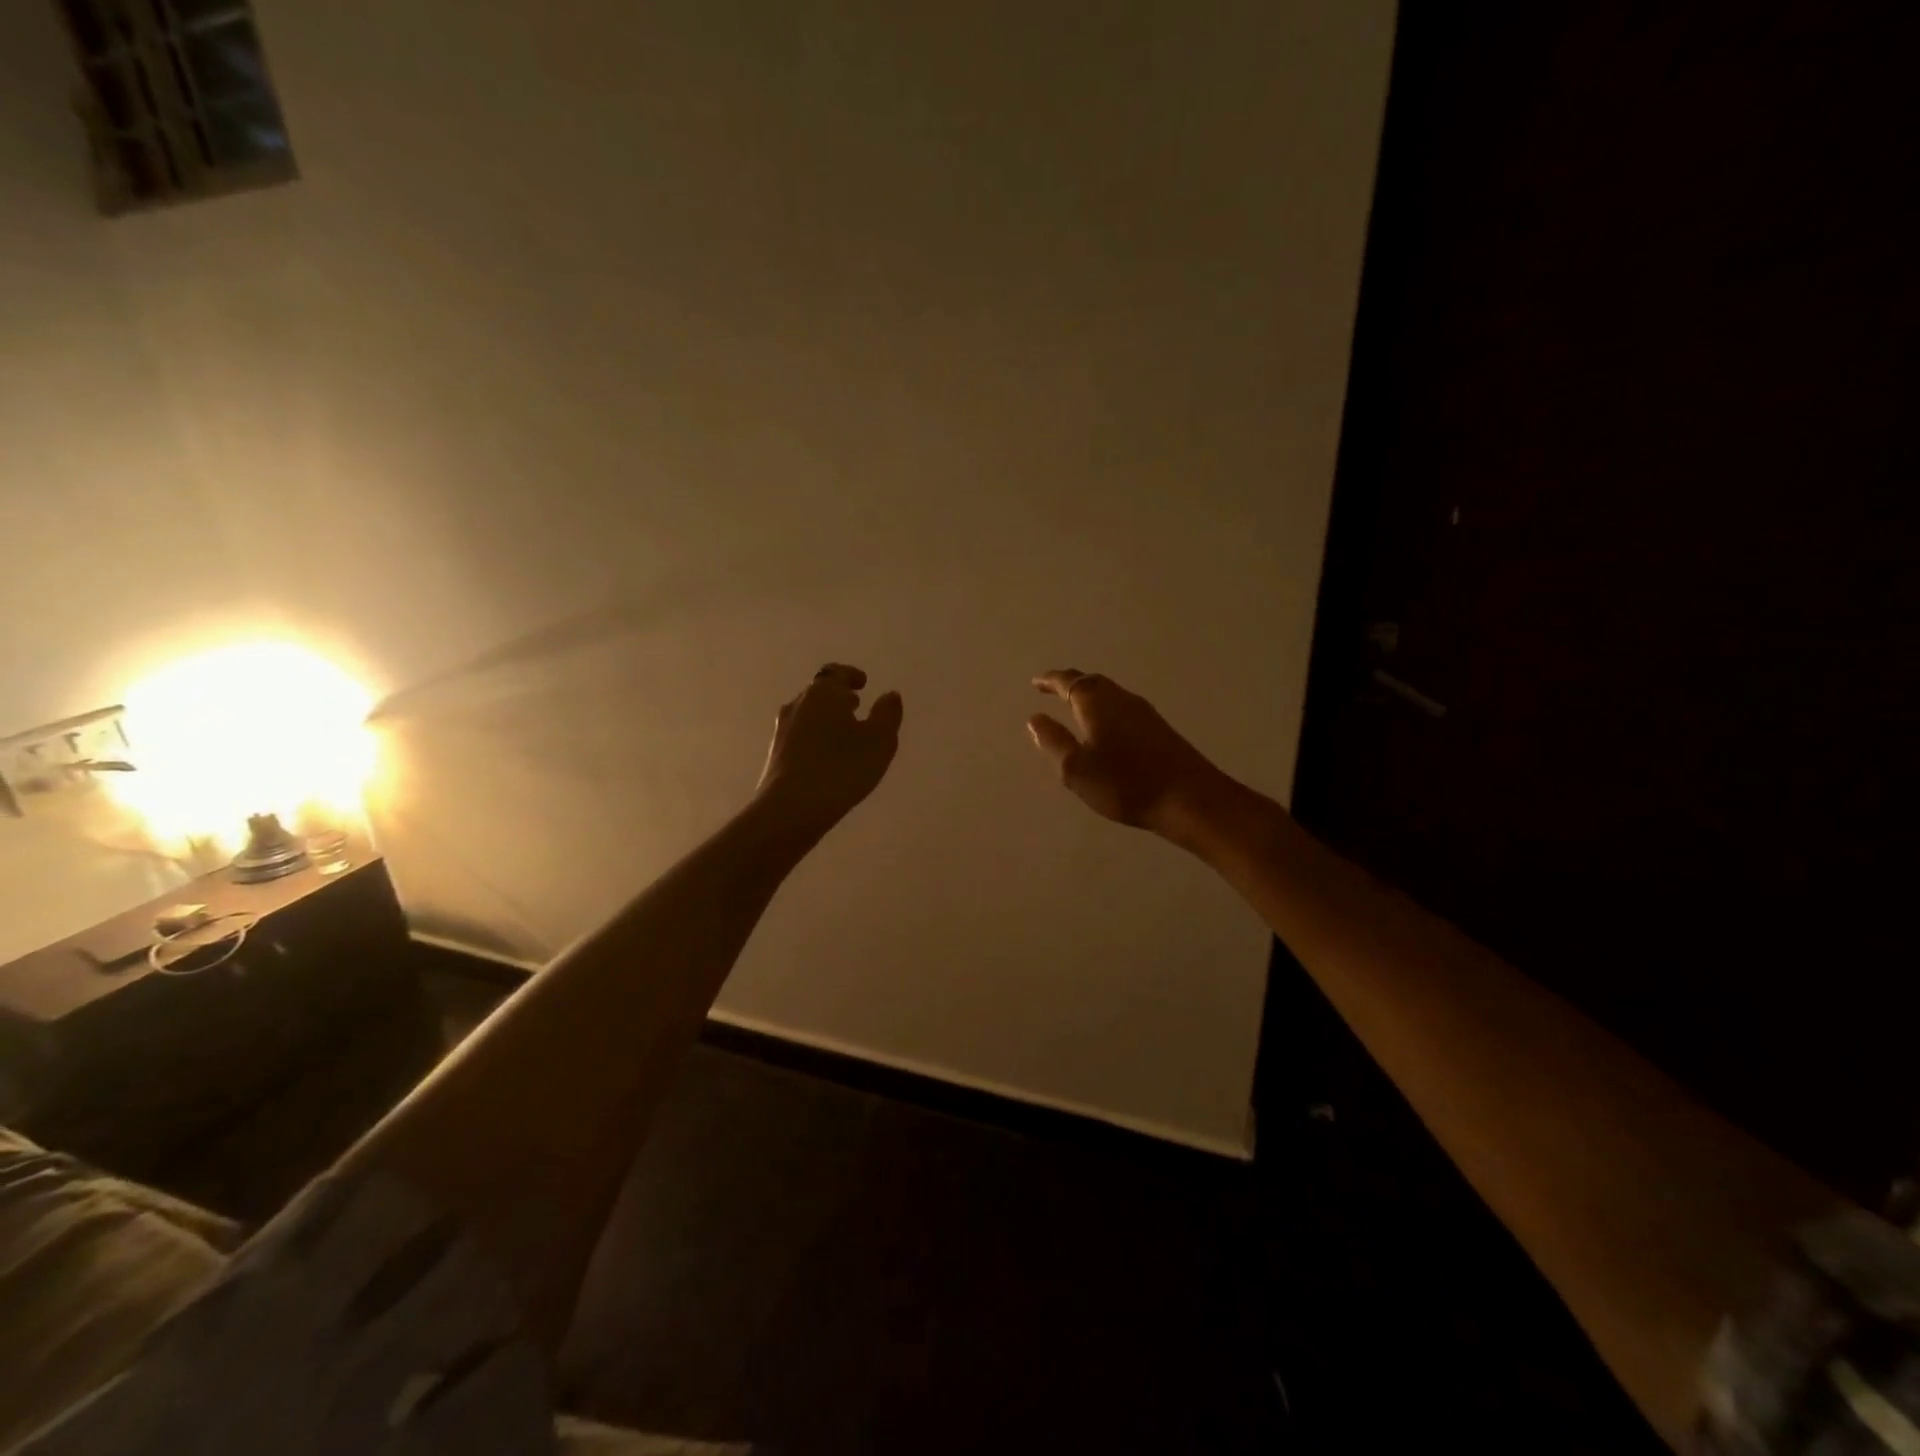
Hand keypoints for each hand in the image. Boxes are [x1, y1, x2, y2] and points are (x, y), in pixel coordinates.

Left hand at [755, 663, 902, 839]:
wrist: (790, 808)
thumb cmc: (841, 768)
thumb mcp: (879, 741)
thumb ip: (887, 714)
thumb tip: (890, 695)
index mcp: (823, 694)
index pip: (835, 672)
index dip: (850, 675)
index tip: (863, 682)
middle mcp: (798, 704)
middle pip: (819, 692)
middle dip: (838, 697)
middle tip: (857, 706)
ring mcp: (782, 730)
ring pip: (808, 714)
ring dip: (826, 718)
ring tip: (844, 733)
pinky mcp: (775, 754)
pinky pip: (800, 735)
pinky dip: (816, 737)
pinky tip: (827, 756)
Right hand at [1027, 669, 1227, 837]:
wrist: (1189, 798)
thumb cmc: (1125, 783)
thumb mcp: (1076, 769)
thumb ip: (1053, 741)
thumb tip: (1035, 719)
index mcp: (1097, 703)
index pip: (1069, 683)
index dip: (1050, 681)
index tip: (1036, 682)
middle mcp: (1121, 699)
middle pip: (1092, 682)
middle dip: (1070, 683)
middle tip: (1052, 688)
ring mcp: (1144, 713)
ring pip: (1110, 694)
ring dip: (1089, 695)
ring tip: (1074, 704)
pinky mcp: (1159, 729)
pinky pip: (1123, 707)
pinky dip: (1106, 708)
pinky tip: (1106, 725)